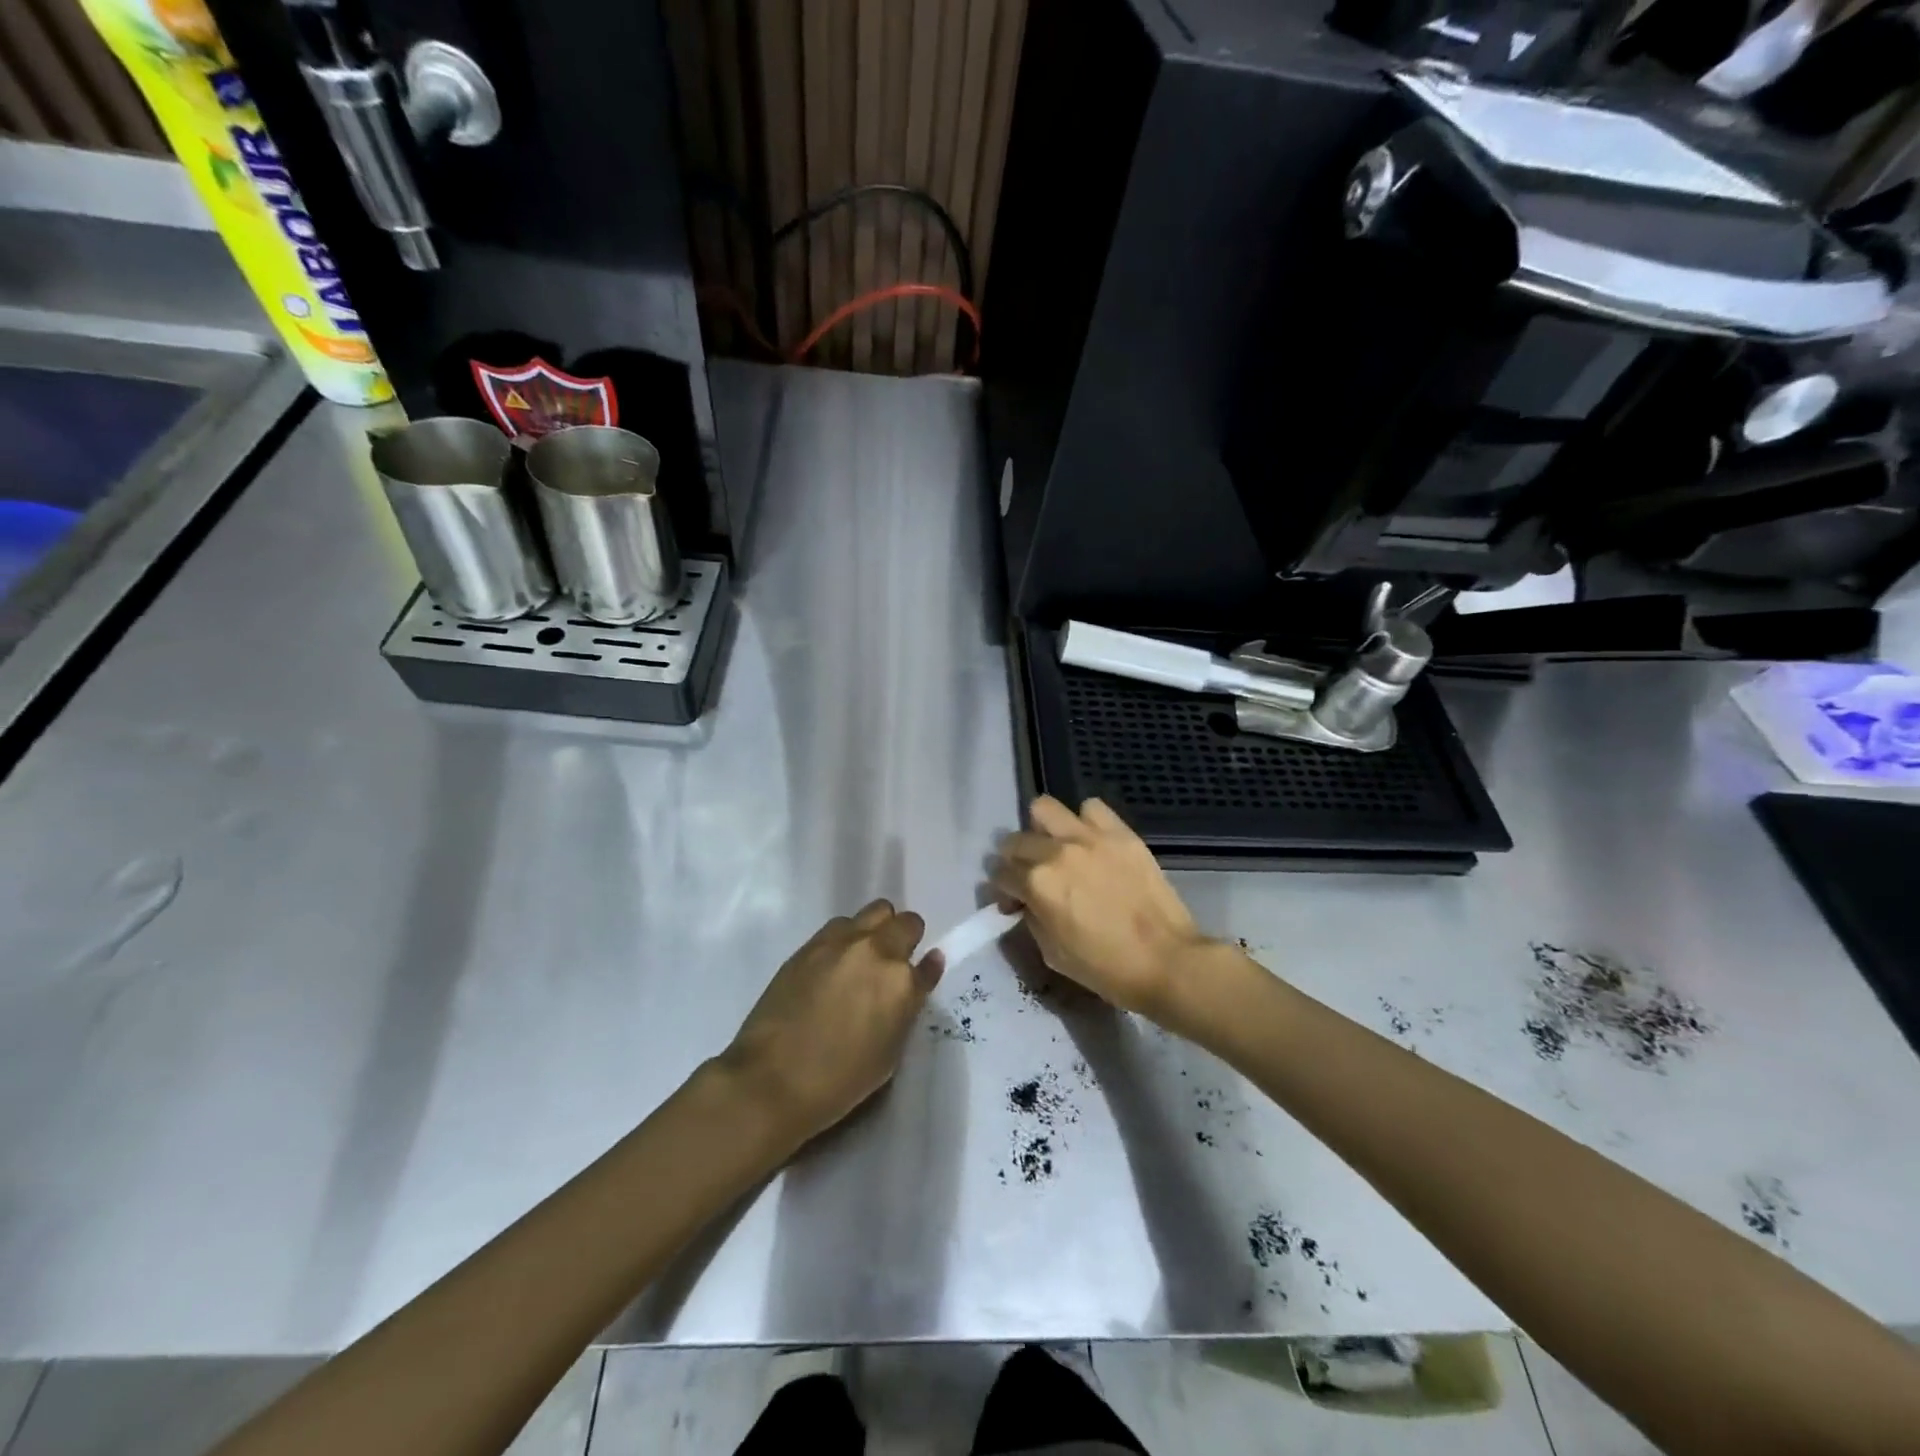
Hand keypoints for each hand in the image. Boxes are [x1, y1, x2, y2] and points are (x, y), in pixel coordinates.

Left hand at [721, 901, 939, 1143]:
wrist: (772, 1079)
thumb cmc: (839, 1081)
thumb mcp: (889, 1053)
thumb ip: (907, 1007)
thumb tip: (919, 973)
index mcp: (901, 983)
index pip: (929, 964)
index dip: (925, 969)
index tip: (920, 975)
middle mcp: (877, 951)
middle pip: (906, 923)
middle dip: (906, 938)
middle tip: (892, 964)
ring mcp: (841, 943)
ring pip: (874, 913)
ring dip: (876, 930)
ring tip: (862, 959)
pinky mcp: (811, 944)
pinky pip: (840, 925)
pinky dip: (847, 937)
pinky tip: (835, 964)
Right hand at [991, 796, 1212, 1017]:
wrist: (1166, 960)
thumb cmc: (1105, 967)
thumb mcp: (1052, 952)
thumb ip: (1031, 918)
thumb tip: (1024, 902)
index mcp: (1037, 884)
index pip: (1000, 873)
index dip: (1001, 888)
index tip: (1011, 899)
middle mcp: (1057, 852)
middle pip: (1015, 839)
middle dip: (1014, 858)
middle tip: (1028, 874)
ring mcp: (1090, 837)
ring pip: (1045, 808)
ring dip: (1042, 828)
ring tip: (1055, 847)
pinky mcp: (1120, 833)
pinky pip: (1092, 808)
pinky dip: (1084, 821)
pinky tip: (1091, 842)